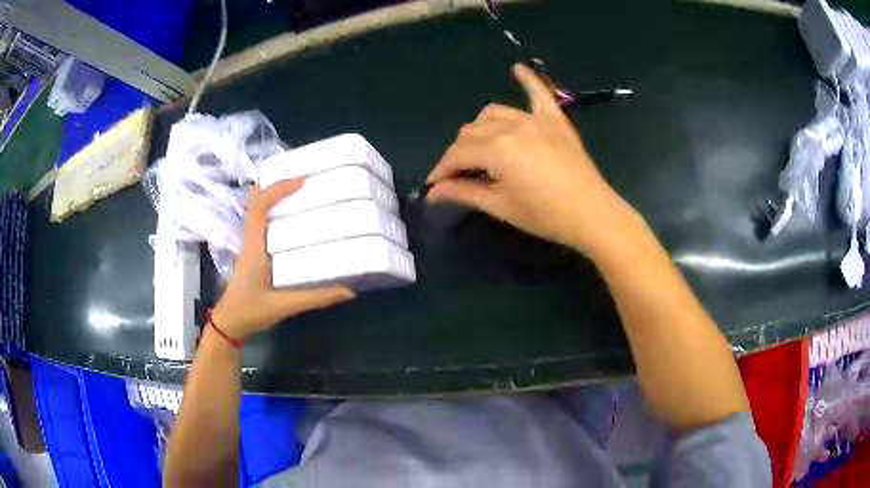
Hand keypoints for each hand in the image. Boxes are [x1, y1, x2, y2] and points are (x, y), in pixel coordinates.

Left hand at [212, 179, 354, 339]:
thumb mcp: (284, 306)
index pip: (261, 206)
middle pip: (256, 199)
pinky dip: (273, 206)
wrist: (230, 322)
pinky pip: (261, 219)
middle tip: (302, 173)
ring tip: (299, 186)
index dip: (279, 188)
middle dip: (275, 181)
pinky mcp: (253, 249)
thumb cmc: (251, 310)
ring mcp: (250, 242)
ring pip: (257, 207)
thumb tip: (349, 289)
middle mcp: (251, 237)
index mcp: (255, 246)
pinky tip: (291, 212)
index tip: (304, 180)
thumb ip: (315, 297)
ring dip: (273, 192)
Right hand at [426, 64, 637, 256]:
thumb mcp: (501, 207)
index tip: (433, 185)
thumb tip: (433, 192)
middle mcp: (511, 127)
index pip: (457, 154)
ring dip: (479, 128)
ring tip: (480, 147)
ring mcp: (534, 119)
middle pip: (471, 131)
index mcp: (496, 150)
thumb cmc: (546, 216)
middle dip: (458, 153)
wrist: (593, 214)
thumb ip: (464, 193)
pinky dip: (527, 79)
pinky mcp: (554, 119)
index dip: (441, 169)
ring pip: (493, 113)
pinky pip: (538, 92)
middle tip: (458, 175)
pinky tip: (517, 69)